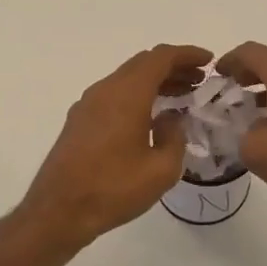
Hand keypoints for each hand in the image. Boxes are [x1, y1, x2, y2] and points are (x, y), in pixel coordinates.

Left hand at [16, 44, 210, 254]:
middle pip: (143, 63)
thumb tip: (170, 120)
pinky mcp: (79, 120)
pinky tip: (151, 117)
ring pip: (127, 79)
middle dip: (174, 67)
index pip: (161, 57)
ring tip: (181, 97)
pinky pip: (114, 95)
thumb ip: (174, 137)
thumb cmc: (113, 189)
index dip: (187, 54)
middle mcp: (106, 89)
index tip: (209, 61)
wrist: (58, 211)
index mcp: (127, 93)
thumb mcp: (161, 170)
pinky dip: (138, 95)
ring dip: (155, 82)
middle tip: (199, 81)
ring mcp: (88, 104)